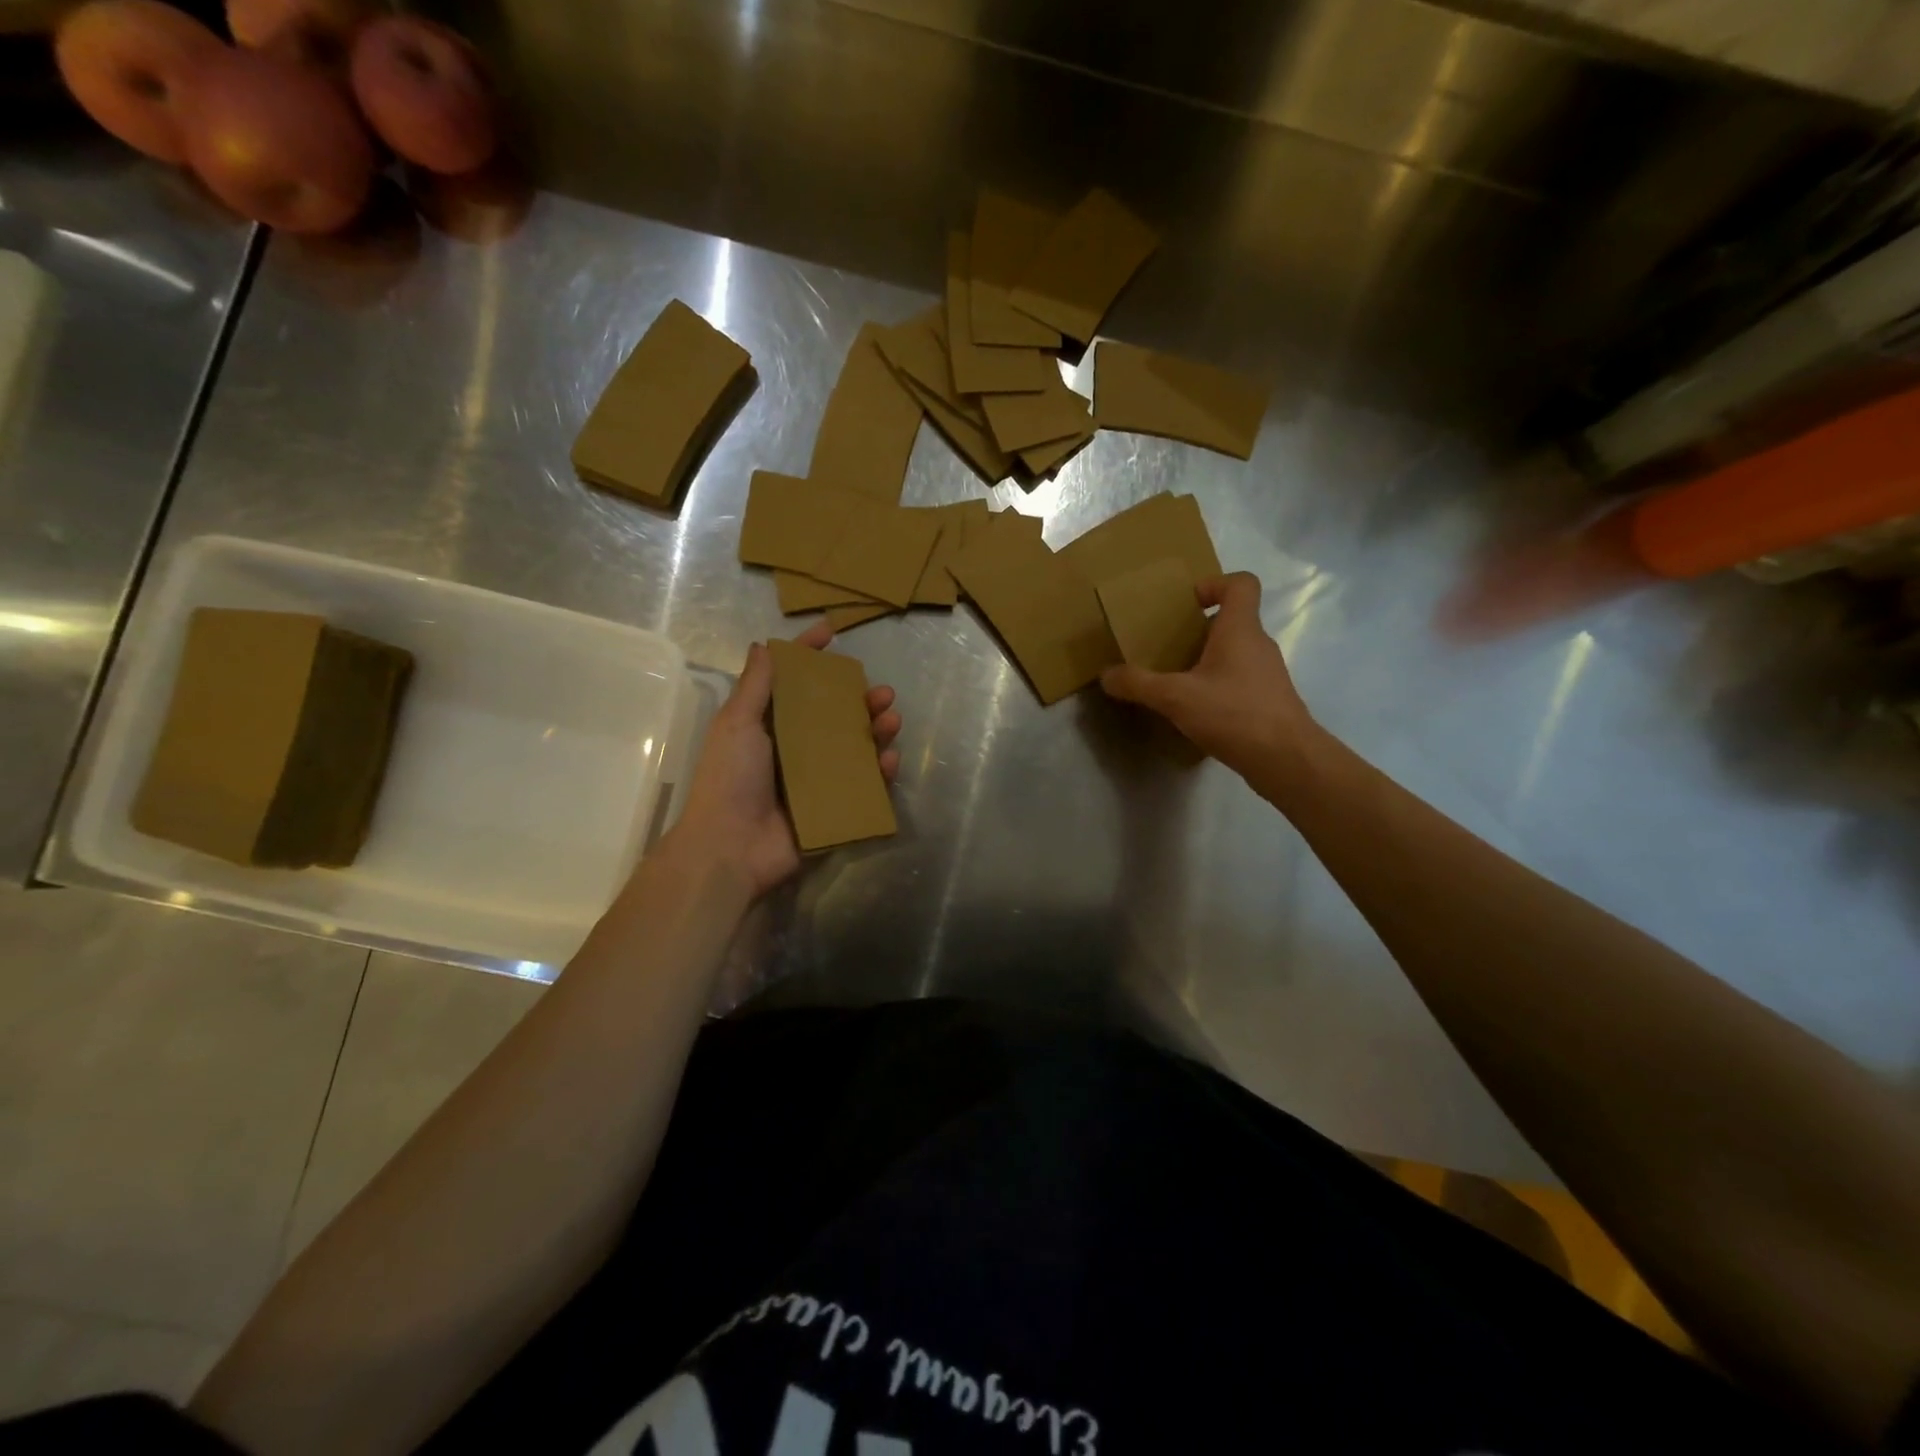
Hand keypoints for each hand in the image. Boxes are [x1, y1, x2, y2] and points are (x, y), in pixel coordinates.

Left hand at [666, 621, 901, 898]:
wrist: (731, 849)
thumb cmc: (729, 780)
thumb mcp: (737, 725)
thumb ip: (754, 686)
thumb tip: (763, 646)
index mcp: (769, 726)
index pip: (794, 682)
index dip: (811, 655)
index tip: (832, 632)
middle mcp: (795, 748)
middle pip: (834, 714)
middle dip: (861, 699)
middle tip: (882, 691)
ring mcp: (816, 779)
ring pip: (855, 747)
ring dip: (877, 731)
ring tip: (892, 719)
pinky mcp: (833, 808)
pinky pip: (864, 785)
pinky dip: (880, 772)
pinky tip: (890, 759)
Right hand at [1100, 573, 1319, 793]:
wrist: (1286, 759)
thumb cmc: (1234, 714)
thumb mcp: (1176, 698)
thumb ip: (1138, 684)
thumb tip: (1106, 675)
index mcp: (1240, 630)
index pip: (1241, 584)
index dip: (1215, 584)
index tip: (1187, 604)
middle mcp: (1258, 644)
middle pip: (1233, 620)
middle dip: (1199, 629)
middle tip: (1167, 645)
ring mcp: (1267, 674)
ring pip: (1235, 653)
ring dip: (1207, 659)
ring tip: (1177, 680)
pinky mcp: (1269, 700)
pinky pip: (1239, 680)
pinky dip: (1218, 686)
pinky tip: (1197, 710)